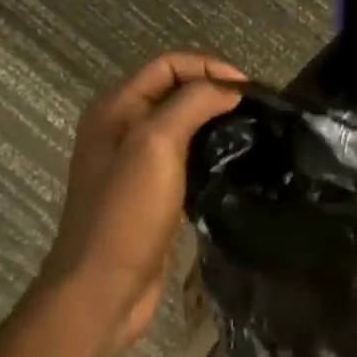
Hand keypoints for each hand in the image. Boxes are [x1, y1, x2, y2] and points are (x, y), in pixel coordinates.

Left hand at [41, 52, 244, 347]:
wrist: (102, 292)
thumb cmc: (126, 213)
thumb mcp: (157, 144)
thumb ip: (193, 104)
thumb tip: (230, 88)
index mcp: (115, 108)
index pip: (169, 64)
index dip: (209, 67)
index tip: (247, 89)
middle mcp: (121, 127)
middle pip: (176, 90)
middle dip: (215, 90)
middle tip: (254, 108)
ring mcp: (134, 161)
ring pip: (182, 123)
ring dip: (215, 120)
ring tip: (251, 129)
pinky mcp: (150, 191)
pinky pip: (184, 155)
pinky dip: (209, 149)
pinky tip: (233, 160)